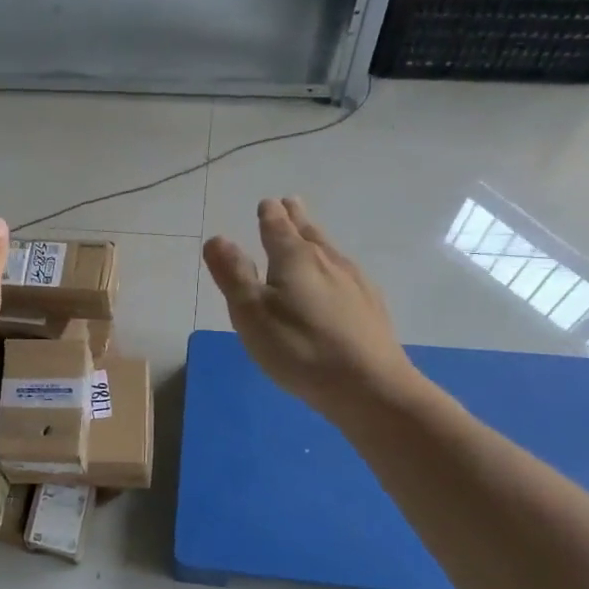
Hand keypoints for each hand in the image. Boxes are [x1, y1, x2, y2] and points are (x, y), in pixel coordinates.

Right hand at [203, 197, 421, 414]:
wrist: (369, 386)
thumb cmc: (299, 348)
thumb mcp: (252, 314)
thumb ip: (233, 275)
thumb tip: (217, 239)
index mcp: (295, 259)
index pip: (278, 228)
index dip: (270, 215)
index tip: (267, 203)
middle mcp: (328, 262)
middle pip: (309, 233)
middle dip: (296, 218)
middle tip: (290, 203)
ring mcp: (355, 283)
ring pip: (330, 251)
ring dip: (316, 238)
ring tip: (310, 234)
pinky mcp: (371, 307)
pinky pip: (347, 274)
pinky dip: (333, 266)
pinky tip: (338, 279)